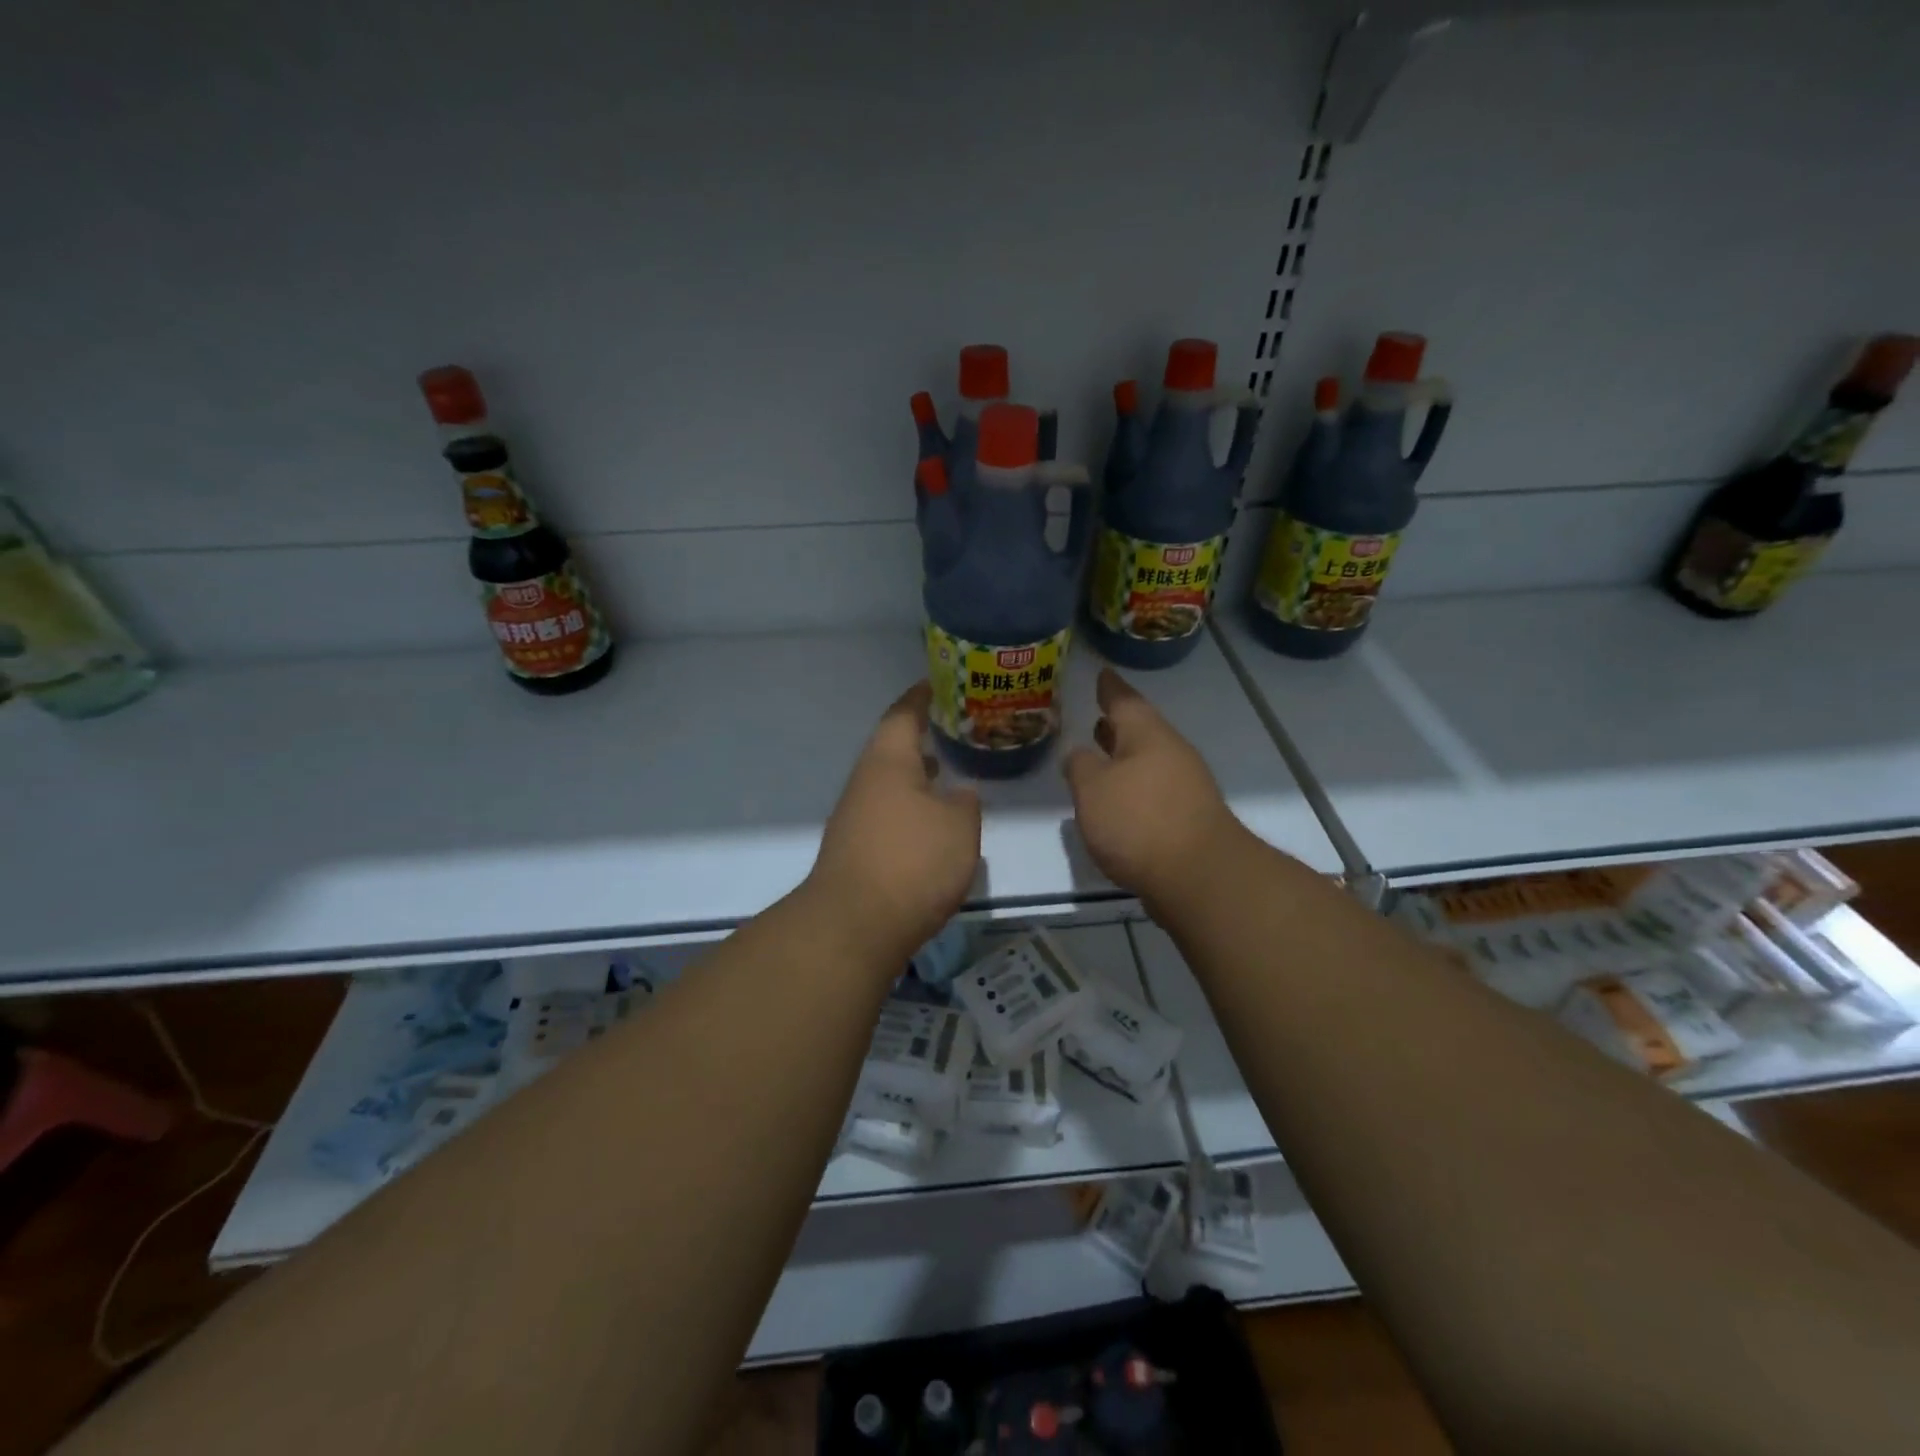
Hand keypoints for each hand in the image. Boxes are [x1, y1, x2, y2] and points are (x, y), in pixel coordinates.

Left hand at [806, 681, 981, 958]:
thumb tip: (959, 793)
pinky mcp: (856, 849)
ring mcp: (855, 817)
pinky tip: (932, 823)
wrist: (855, 926)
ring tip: (949, 771)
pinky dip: (912, 807)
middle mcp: (865, 782)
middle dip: (923, 737)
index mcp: (888, 761)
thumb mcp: (959, 826)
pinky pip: (889, 813)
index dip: (922, 696)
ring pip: (891, 783)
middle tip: (956, 729)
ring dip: (918, 775)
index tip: (939, 683)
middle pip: (893, 748)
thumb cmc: (912, 862)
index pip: (904, 714)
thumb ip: (964, 802)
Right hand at [1064, 668, 1246, 909]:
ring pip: (1148, 762)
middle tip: (1097, 717)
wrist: (1198, 877)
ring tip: (1100, 758)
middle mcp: (1171, 754)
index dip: (1109, 688)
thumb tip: (1078, 754)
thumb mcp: (1093, 788)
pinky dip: (1133, 789)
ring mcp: (1185, 787)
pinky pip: (1154, 791)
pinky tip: (1117, 804)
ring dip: (1124, 759)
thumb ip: (1080, 766)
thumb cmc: (1139, 821)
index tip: (1102, 673)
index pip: (1124, 700)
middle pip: (1141, 731)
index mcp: (1148, 735)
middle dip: (1117, 726)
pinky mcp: (1188, 819)